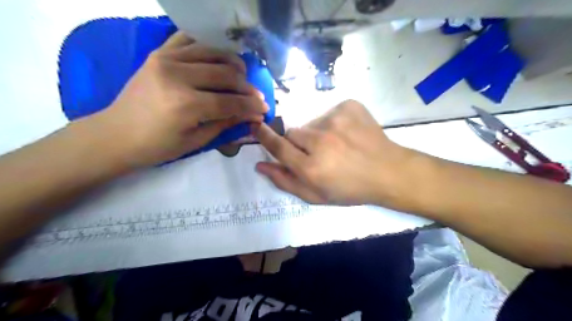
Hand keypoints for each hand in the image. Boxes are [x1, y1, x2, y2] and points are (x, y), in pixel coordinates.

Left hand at [89, 31, 268, 166]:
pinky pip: (189, 40)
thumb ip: (226, 123)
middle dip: (247, 87)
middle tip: (257, 96)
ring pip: (213, 53)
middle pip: (226, 75)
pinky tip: (218, 58)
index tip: (265, 109)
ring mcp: (166, 60)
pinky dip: (208, 46)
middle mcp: (178, 76)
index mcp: (186, 105)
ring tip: (242, 75)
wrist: (117, 134)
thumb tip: (251, 115)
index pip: (231, 102)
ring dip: (233, 63)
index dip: (251, 106)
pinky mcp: (159, 53)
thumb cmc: (157, 146)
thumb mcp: (197, 141)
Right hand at [252, 99, 418, 206]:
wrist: (387, 171)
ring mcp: (336, 120)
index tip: (256, 127)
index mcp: (311, 167)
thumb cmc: (350, 189)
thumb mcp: (316, 195)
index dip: (264, 136)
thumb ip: (285, 181)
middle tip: (316, 153)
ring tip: (336, 145)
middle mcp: (320, 141)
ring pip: (310, 123)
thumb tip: (260, 165)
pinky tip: (347, 135)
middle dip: (298, 143)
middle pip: (293, 132)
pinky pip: (329, 113)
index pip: (278, 146)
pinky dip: (333, 123)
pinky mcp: (349, 107)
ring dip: (317, 134)